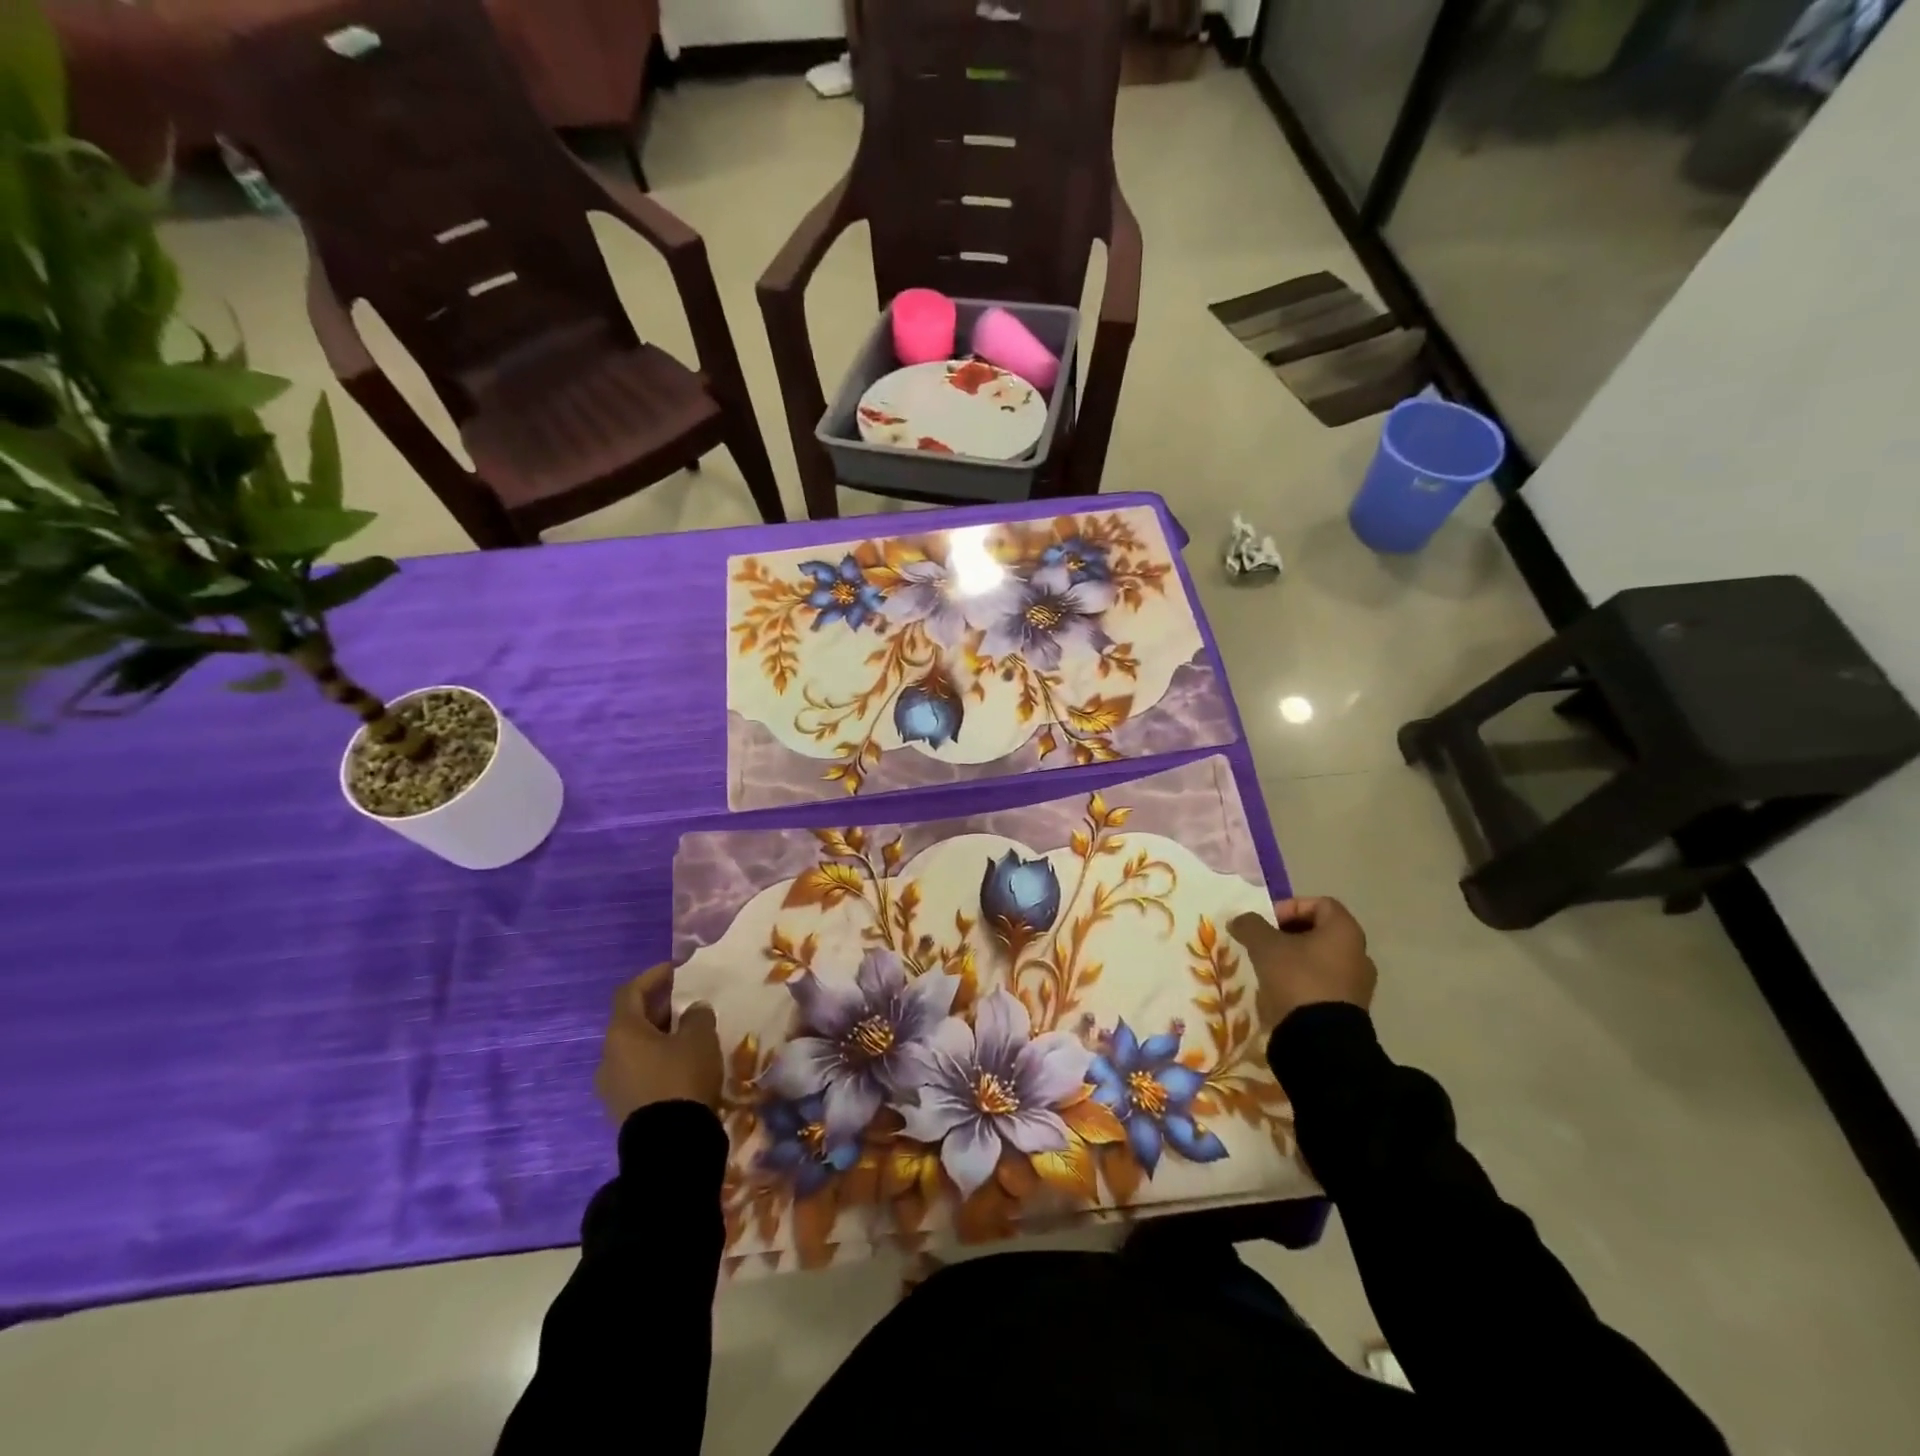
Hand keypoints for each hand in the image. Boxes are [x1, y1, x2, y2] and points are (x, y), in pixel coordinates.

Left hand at [595, 964, 722, 1123]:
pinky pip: (639, 1073)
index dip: (652, 977)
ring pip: (635, 1050)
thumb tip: (693, 1010)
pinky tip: (683, 1066)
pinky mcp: (622, 1110)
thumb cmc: (681, 1079)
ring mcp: (611, 1087)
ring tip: (690, 1036)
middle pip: (631, 1022)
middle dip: (660, 1009)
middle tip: (688, 1004)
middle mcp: (608, 1057)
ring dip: (659, 1038)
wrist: (669, 1147)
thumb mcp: (699, 1038)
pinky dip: (658, 1061)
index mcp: (622, 1033)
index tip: (676, 971)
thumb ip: (697, 1016)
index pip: (630, 992)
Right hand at [1229, 896, 1376, 1031]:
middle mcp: (1359, 953)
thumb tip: (1240, 920)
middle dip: (1289, 934)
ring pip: (1322, 959)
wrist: (1321, 1041)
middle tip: (1265, 944)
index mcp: (1345, 931)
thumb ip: (1251, 925)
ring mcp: (1358, 983)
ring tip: (1270, 969)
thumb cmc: (1297, 980)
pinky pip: (1325, 983)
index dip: (1290, 907)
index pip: (1320, 903)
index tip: (1268, 924)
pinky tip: (1283, 992)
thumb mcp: (1265, 946)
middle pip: (1320, 931)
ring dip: (1296, 959)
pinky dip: (1305, 981)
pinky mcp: (1352, 1009)